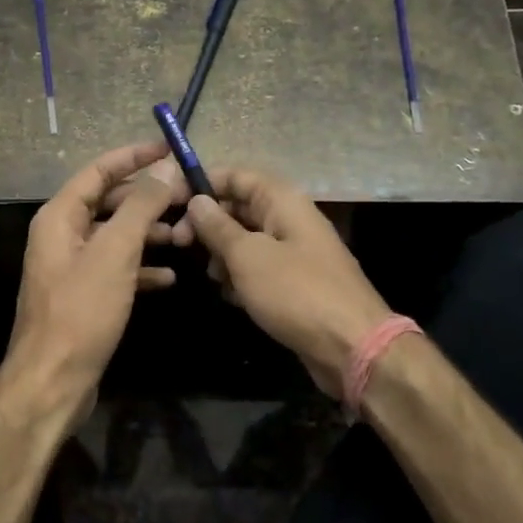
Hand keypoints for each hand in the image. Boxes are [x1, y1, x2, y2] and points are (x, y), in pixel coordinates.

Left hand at [1, 143, 188, 427]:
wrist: (53, 380)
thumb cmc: (82, 310)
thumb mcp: (115, 252)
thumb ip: (140, 206)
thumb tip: (165, 168)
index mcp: (60, 216)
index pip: (98, 170)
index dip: (133, 156)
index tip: (168, 149)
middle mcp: (62, 235)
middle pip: (109, 202)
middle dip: (147, 199)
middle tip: (187, 198)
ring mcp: (72, 267)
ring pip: (116, 236)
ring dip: (148, 233)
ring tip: (185, 236)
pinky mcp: (84, 295)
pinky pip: (116, 268)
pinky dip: (141, 268)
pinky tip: (169, 277)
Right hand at [184, 170, 392, 400]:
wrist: (352, 347)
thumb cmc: (296, 292)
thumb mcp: (248, 257)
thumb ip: (218, 227)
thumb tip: (197, 200)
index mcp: (283, 201)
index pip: (237, 175)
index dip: (203, 183)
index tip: (170, 201)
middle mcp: (290, 219)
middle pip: (239, 207)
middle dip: (208, 223)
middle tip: (178, 243)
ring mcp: (295, 252)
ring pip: (246, 240)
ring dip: (223, 254)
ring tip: (211, 276)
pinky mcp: (295, 283)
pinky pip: (259, 268)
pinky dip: (241, 277)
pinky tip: (231, 296)